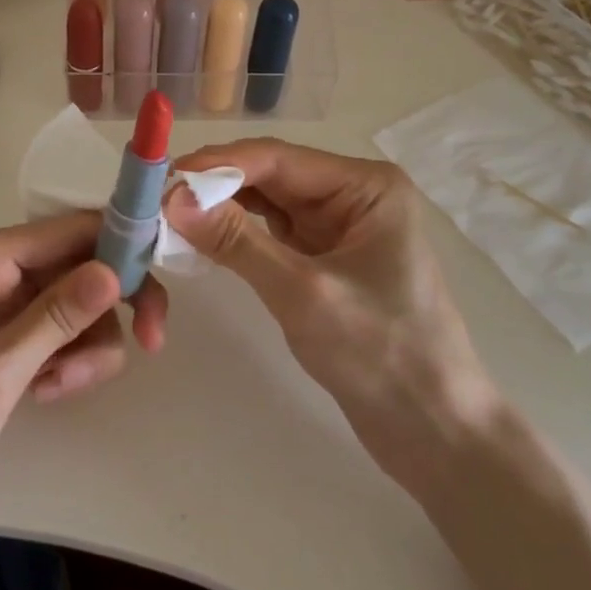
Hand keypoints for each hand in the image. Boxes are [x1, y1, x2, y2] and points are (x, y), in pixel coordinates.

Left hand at [0, 212, 167, 521]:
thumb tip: (115, 269)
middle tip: (148, 345)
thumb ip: (57, 317)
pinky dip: (63, 359)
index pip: (74, 228)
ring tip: (56, 390)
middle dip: (110, 309)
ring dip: (84, 345)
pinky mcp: (1, 333)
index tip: (159, 290)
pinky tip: (44, 393)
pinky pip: (55, 330)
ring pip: (75, 303)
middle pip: (82, 265)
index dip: (124, 248)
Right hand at [165, 139, 492, 489]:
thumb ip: (236, 242)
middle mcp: (353, 195)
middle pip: (271, 176)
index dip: (217, 165)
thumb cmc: (380, 355)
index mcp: (366, 186)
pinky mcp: (327, 259)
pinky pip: (273, 233)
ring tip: (169, 216)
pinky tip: (203, 238)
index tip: (162, 178)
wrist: (434, 431)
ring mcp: (340, 227)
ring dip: (222, 209)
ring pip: (268, 204)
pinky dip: (239, 236)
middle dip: (216, 186)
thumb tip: (172, 199)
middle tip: (156, 199)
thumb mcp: (302, 293)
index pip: (278, 158)